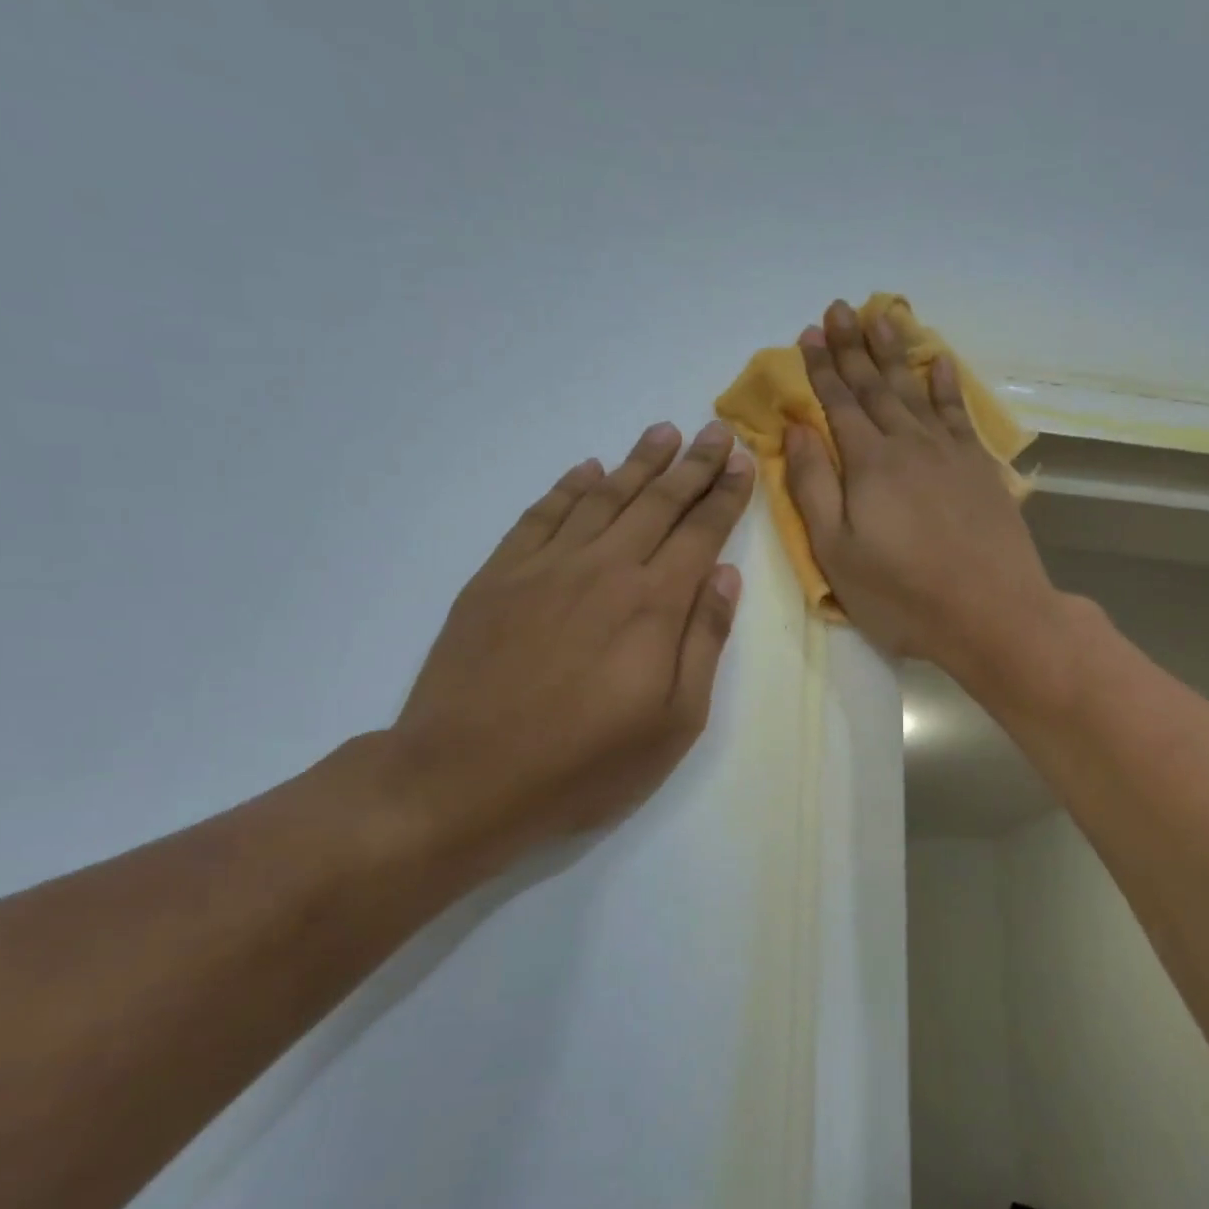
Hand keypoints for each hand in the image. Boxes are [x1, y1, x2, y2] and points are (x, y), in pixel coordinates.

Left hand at [380, 421, 753, 863]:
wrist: (465, 776)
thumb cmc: (585, 763)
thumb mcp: (674, 721)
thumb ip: (704, 641)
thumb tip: (725, 576)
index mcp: (654, 604)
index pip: (701, 532)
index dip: (726, 495)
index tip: (744, 461)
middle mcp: (605, 568)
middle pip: (658, 502)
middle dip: (693, 465)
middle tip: (716, 431)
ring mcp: (546, 567)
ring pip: (602, 498)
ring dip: (637, 463)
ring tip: (663, 432)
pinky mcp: (498, 577)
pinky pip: (541, 515)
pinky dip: (568, 488)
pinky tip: (586, 470)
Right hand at [783, 300, 1064, 682]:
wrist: (992, 613)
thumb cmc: (902, 594)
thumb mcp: (837, 552)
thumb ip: (813, 486)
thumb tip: (796, 429)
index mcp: (868, 463)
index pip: (838, 404)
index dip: (822, 368)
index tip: (810, 334)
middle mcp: (909, 443)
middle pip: (875, 386)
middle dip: (854, 347)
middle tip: (839, 308)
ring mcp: (950, 452)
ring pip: (916, 389)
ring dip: (896, 353)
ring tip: (882, 316)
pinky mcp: (980, 468)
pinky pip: (959, 413)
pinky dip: (947, 385)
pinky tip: (940, 362)